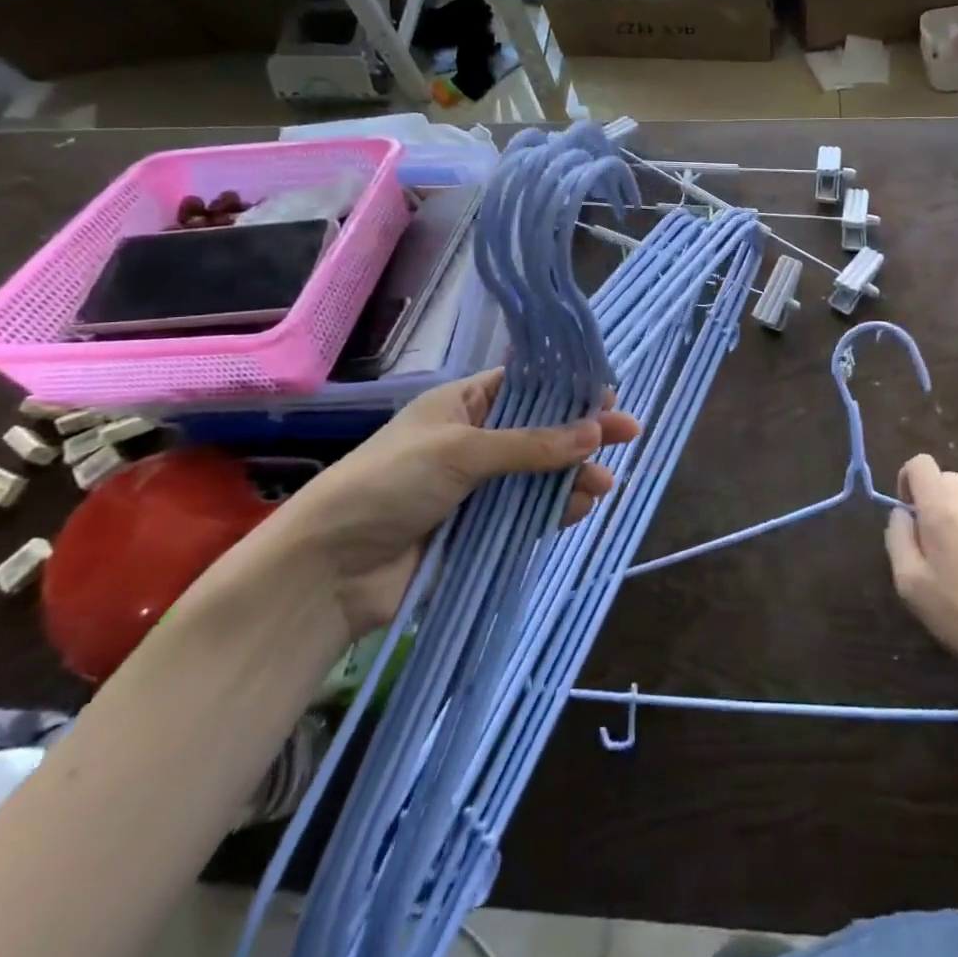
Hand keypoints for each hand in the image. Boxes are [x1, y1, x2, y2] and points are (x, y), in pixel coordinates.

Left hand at [280, 369, 639, 637]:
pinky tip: (580, 508)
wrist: (329, 570)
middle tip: (628, 434)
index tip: (608, 395)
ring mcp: (478, 487)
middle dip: (582, 433)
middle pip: (541, 431)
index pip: (525, 386)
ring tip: (605, 484)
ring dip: (573, 476)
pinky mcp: (479, 528)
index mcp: (463, 404)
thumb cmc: (390, 484)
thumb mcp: (461, 451)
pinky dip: (555, 509)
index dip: (567, 388)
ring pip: (540, 474)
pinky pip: (528, 512)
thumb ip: (530, 444)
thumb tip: (595, 432)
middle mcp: (474, 440)